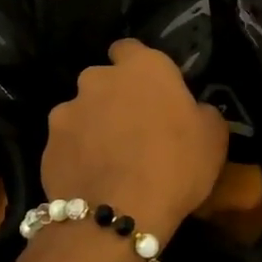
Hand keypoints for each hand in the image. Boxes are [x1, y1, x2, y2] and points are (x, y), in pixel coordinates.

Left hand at [43, 40, 228, 238]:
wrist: (119, 213)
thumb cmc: (176, 166)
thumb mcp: (213, 137)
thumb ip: (200, 110)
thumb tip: (191, 109)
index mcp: (143, 67)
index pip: (131, 48)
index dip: (138, 66)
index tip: (150, 89)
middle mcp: (98, 78)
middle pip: (104, 80)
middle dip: (114, 97)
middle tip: (133, 128)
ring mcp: (68, 109)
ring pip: (82, 111)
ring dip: (93, 126)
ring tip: (109, 159)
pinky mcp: (48, 142)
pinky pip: (67, 142)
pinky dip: (76, 153)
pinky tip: (91, 178)